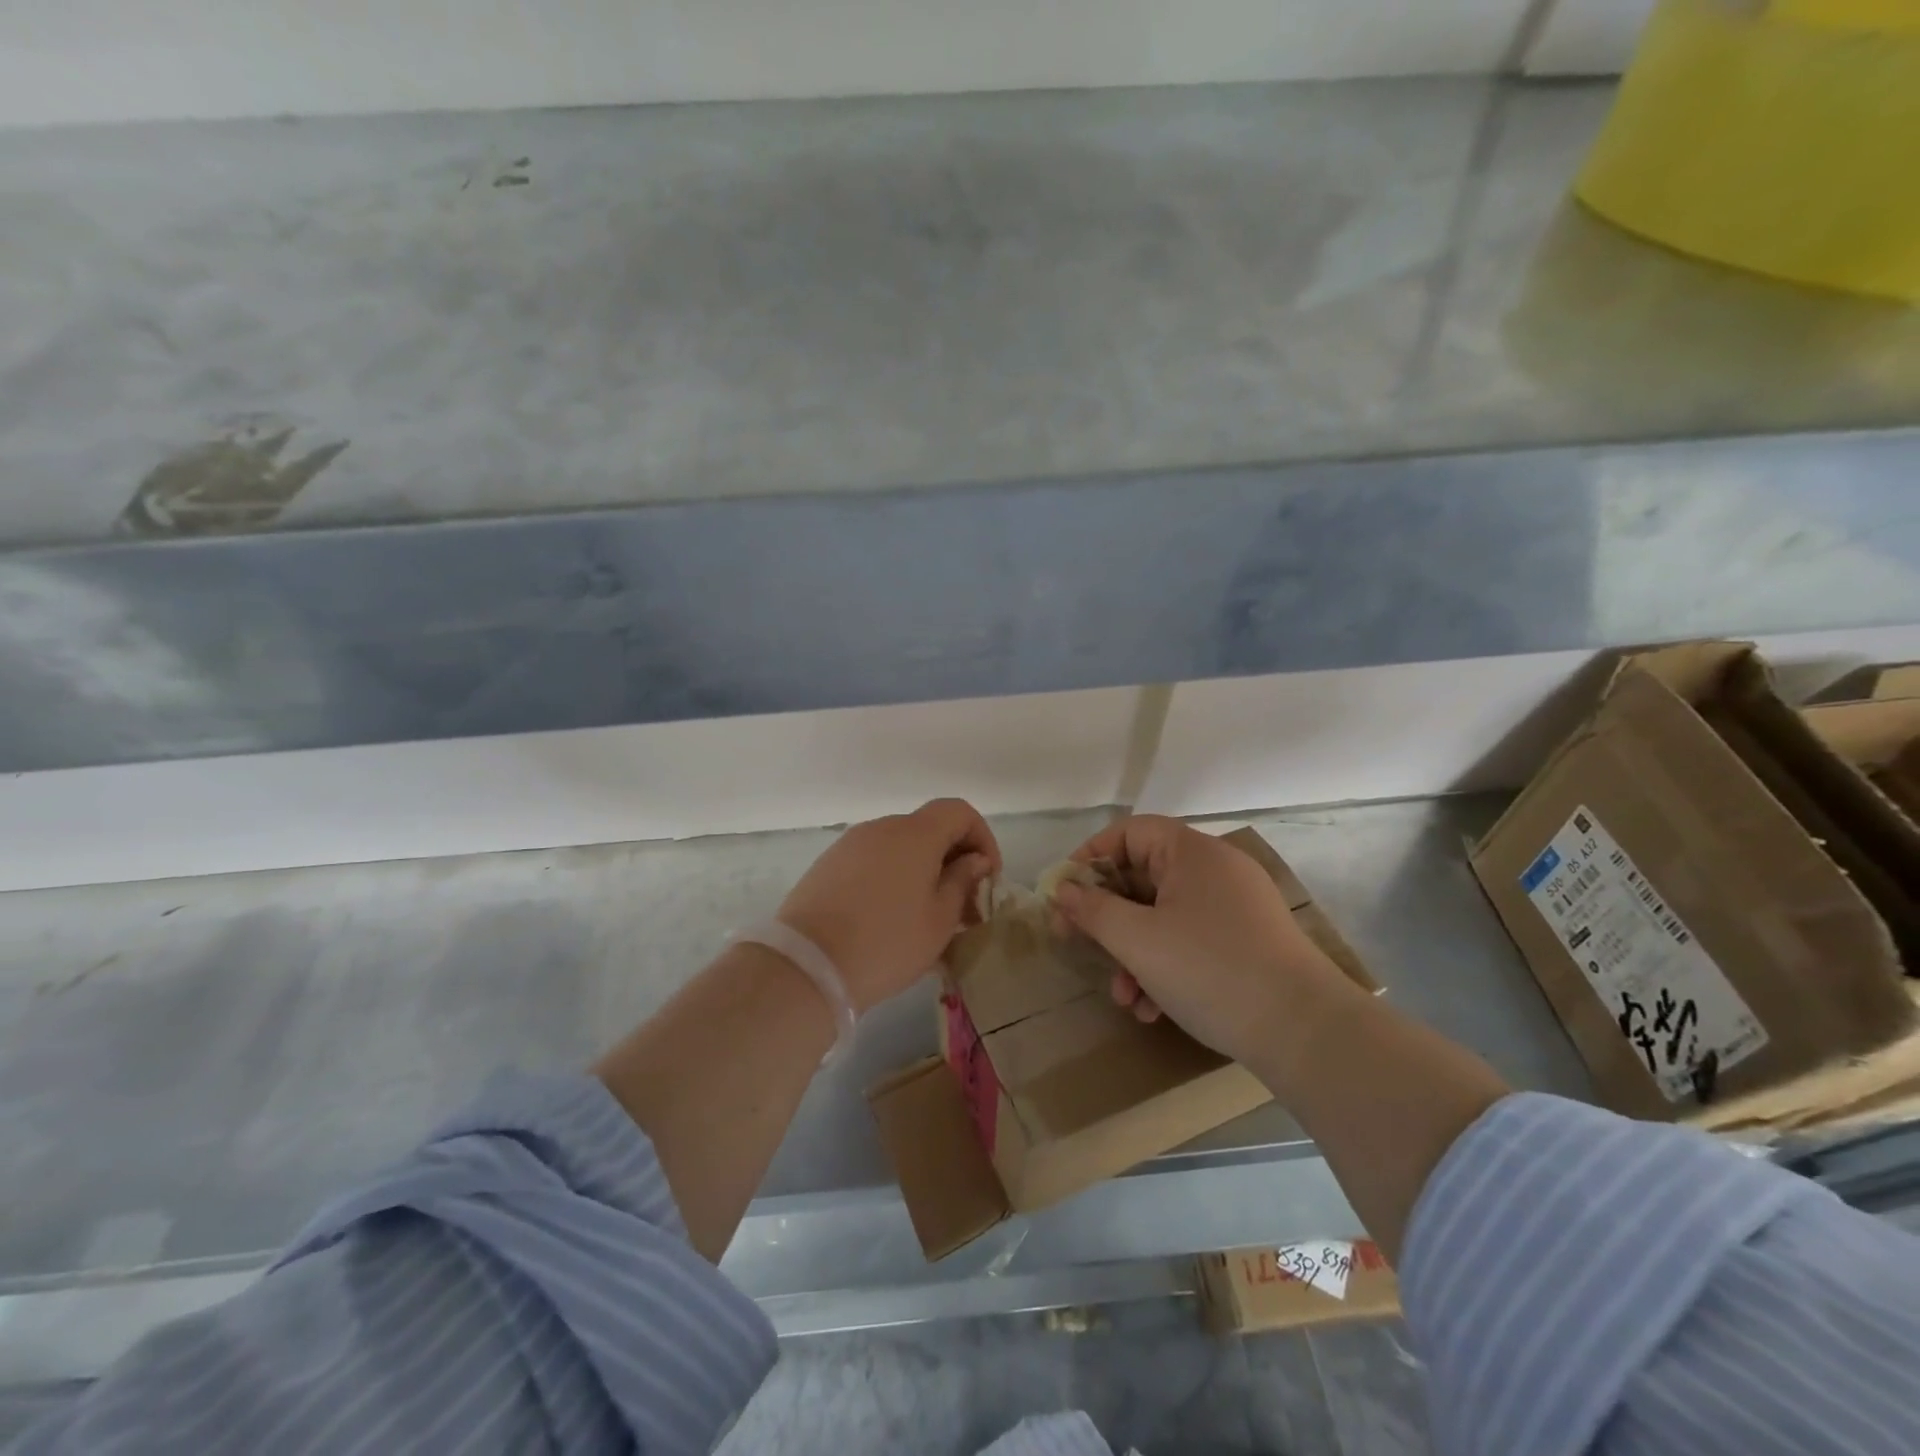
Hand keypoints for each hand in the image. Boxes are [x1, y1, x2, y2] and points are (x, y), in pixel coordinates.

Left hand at [778, 799, 1000, 1012]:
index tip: (986, 878)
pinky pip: (872, 861)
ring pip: (899, 847)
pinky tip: (889, 918)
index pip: (959, 811)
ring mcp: (849, 845)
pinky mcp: (827, 865)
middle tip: (963, 906)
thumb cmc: (887, 943)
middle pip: (928, 828)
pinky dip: (891, 878)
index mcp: (914, 834)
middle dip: (953, 860)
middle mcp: (881, 828)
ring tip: (926, 917)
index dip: (982, 838)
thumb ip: (962, 881)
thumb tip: (973, 860)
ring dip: (921, 871)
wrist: (807, 968)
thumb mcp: (939, 919)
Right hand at [1050, 815, 1358, 1064]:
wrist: (1305, 1032)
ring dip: (1134, 953)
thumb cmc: (1209, 969)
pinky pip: (1191, 940)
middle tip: (1081, 947)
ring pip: (1164, 916)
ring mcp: (1234, 907)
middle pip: (1143, 878)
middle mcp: (1215, 870)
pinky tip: (1153, 1009)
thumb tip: (1062, 889)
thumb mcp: (1137, 940)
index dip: (1090, 858)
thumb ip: (1092, 910)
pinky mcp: (1247, 943)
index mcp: (1191, 852)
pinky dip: (1165, 966)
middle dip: (1109, 919)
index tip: (1064, 894)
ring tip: (1124, 997)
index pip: (1128, 832)